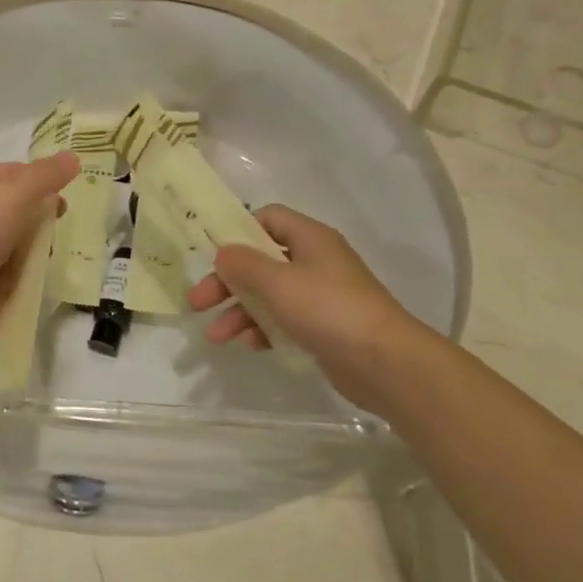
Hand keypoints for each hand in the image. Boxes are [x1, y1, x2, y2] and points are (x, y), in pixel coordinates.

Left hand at [0, 152, 79, 355]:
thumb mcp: (11, 194)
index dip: (36, 175)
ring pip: (21, 240)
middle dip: (42, 212)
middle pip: (17, 207)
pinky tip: (51, 272)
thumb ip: (44, 175)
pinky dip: (35, 271)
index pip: (8, 172)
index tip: (66, 184)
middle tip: (65, 218)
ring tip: (60, 246)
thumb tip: (73, 157)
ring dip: (42, 243)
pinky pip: (20, 271)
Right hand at [185, 204, 424, 410]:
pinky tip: (248, 346)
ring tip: (216, 336)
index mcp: (310, 239)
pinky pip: (284, 321)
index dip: (238, 231)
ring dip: (239, 312)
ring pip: (268, 295)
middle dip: (227, 282)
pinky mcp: (323, 327)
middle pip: (261, 261)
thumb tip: (224, 252)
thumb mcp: (278, 282)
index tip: (211, 252)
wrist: (385, 362)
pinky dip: (263, 330)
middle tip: (198, 302)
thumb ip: (244, 264)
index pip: (268, 219)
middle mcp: (315, 262)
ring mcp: (320, 296)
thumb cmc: (328, 309)